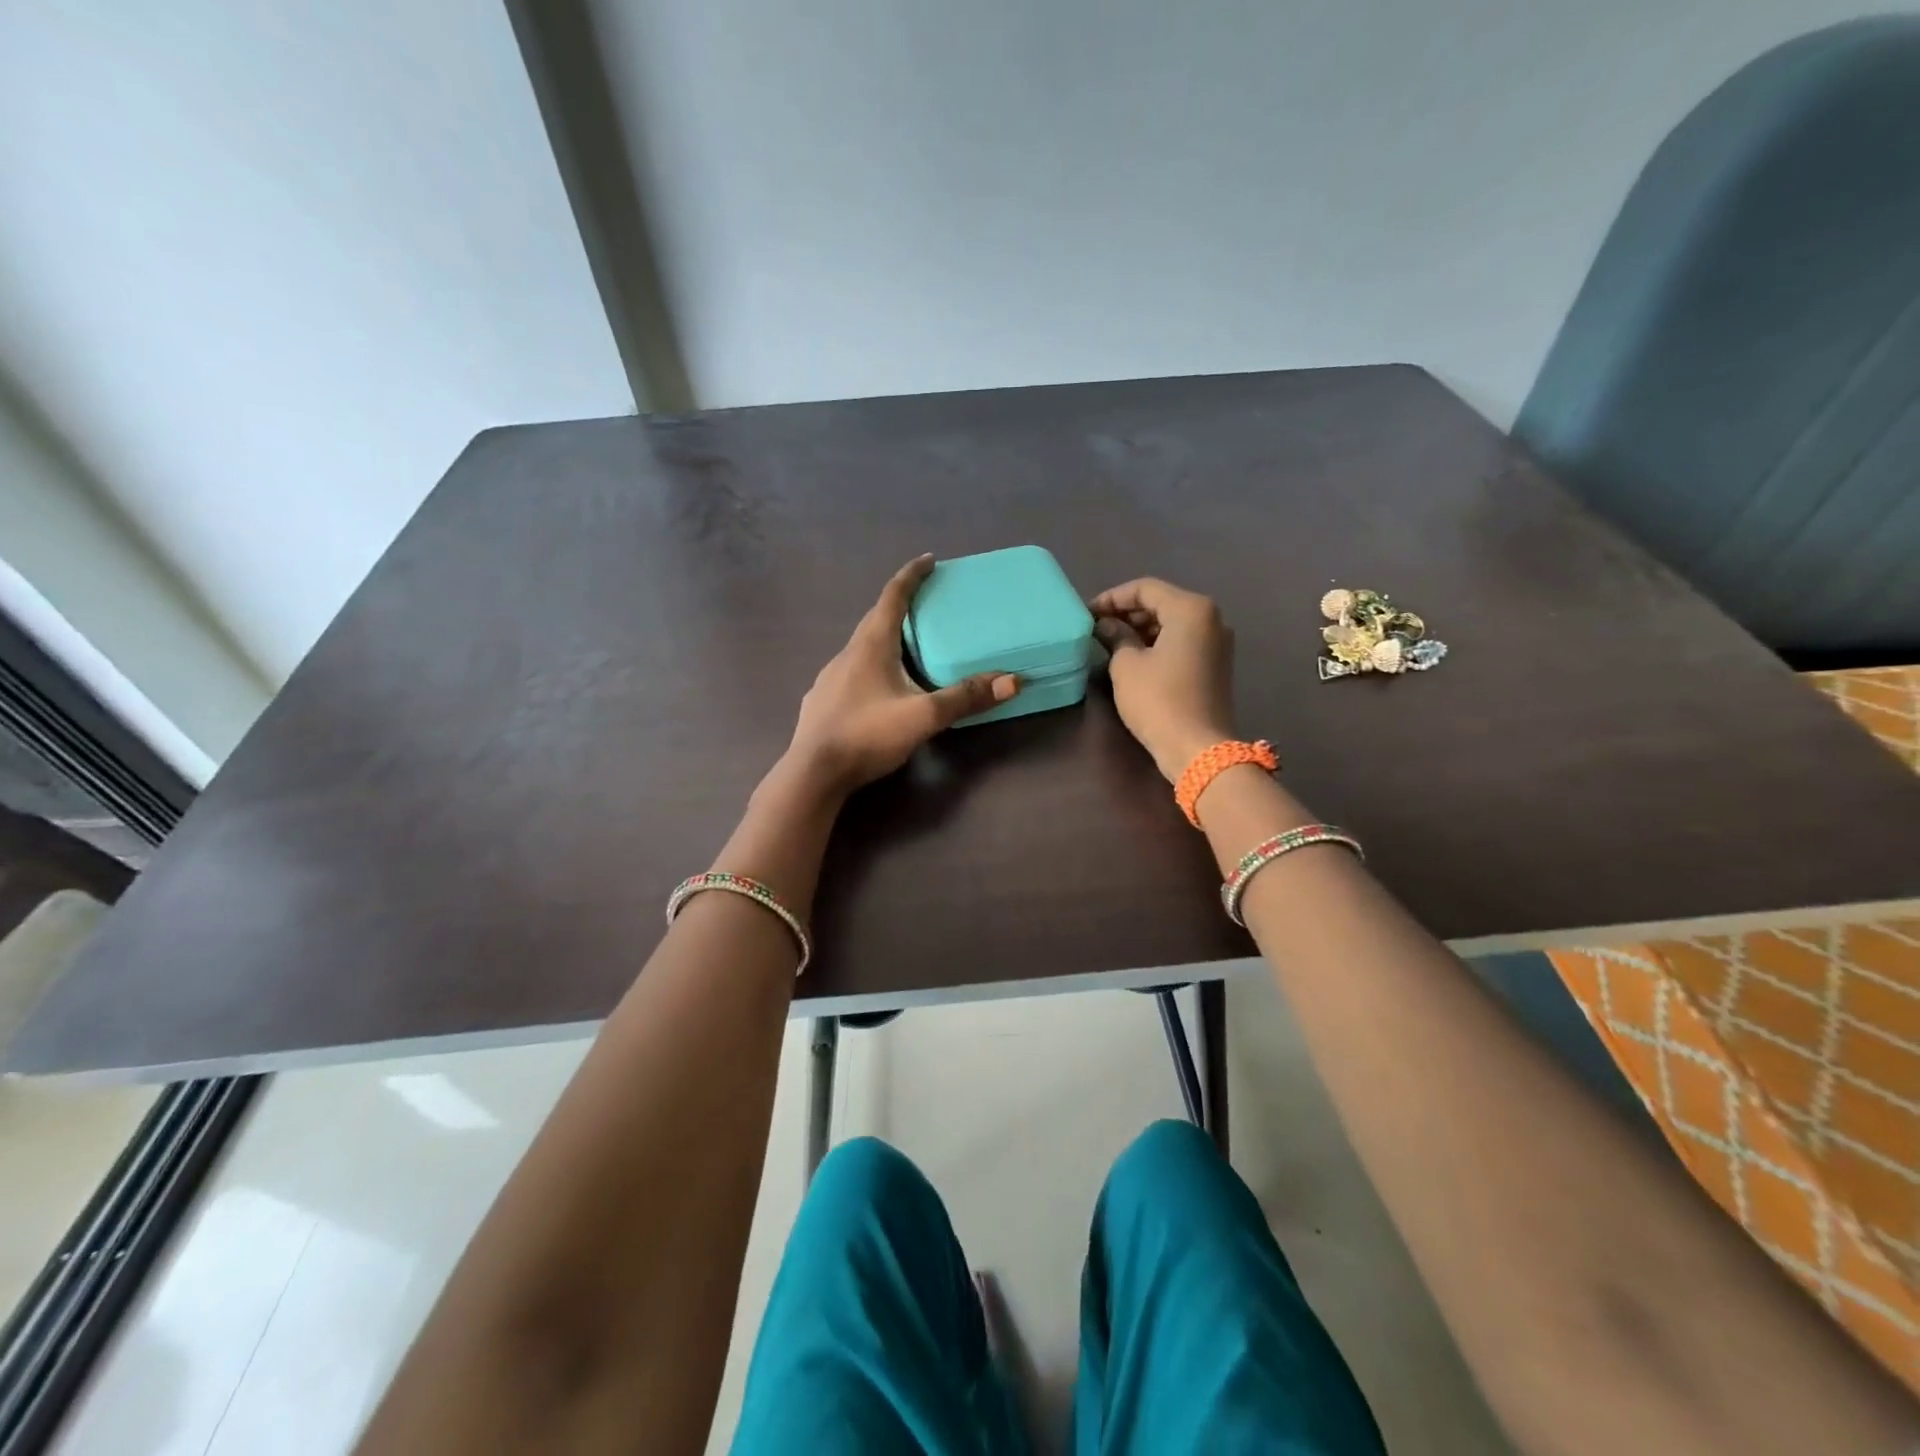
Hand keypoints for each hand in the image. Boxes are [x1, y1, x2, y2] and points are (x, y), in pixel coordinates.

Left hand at [783, 556, 1019, 795]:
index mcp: (871, 645)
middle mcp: (847, 653)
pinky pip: (851, 672)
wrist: (813, 773)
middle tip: (926, 607)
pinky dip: (871, 667)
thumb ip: (964, 698)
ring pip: (862, 648)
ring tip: (908, 650)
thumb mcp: (923, 717)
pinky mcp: (822, 701)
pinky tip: (879, 689)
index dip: (912, 576)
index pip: (892, 597)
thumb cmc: (867, 735)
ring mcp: (829, 678)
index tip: (929, 560)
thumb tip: (1011, 681)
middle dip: (901, 608)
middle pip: (876, 620)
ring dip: (885, 640)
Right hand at [1090, 578, 1237, 781]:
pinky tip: (1134, 657)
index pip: (1145, 588)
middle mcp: (1211, 618)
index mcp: (1190, 609)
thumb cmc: (1158, 700)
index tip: (1087, 614)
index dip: (1112, 598)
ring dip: (1141, 629)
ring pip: (1173, 623)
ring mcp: (1217, 642)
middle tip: (1097, 628)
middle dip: (1127, 613)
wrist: (1197, 748)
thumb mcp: (1127, 665)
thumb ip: (1116, 636)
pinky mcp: (1216, 664)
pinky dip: (1158, 643)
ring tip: (1111, 643)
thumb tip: (1107, 626)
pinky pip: (1182, 641)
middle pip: (1162, 602)